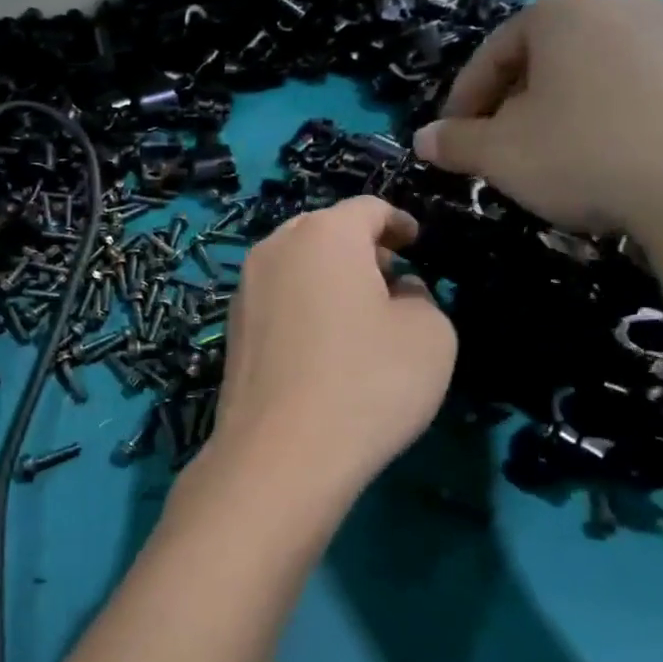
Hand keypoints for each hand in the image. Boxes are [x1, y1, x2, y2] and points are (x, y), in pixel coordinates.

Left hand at [211, 196, 455, 504]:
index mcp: (324, 235)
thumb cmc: (368, 382)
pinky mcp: (232, 330)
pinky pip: (276, 300)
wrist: (281, 452)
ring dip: (328, 277)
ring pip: (295, 265)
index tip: (416, 243)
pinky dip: (303, 305)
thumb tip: (396, 291)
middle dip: (360, 247)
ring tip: (358, 313)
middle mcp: (274, 249)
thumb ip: (421, 297)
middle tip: (390, 276)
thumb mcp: (430, 335)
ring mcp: (244, 290)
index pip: (368, 208)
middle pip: (323, 231)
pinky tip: (322, 344)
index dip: (398, 222)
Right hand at [411, 0, 662, 234]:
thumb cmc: (584, 152)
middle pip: (544, 56)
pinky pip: (636, 87)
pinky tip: (606, 157)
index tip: (452, 139)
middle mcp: (619, 5)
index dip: (463, 99)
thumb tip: (423, 139)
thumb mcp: (499, 154)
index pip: (492, 52)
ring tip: (551, 155)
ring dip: (560, 109)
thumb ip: (455, 143)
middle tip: (497, 146)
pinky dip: (607, 115)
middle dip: (512, 102)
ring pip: (591, 71)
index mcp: (561, 13)